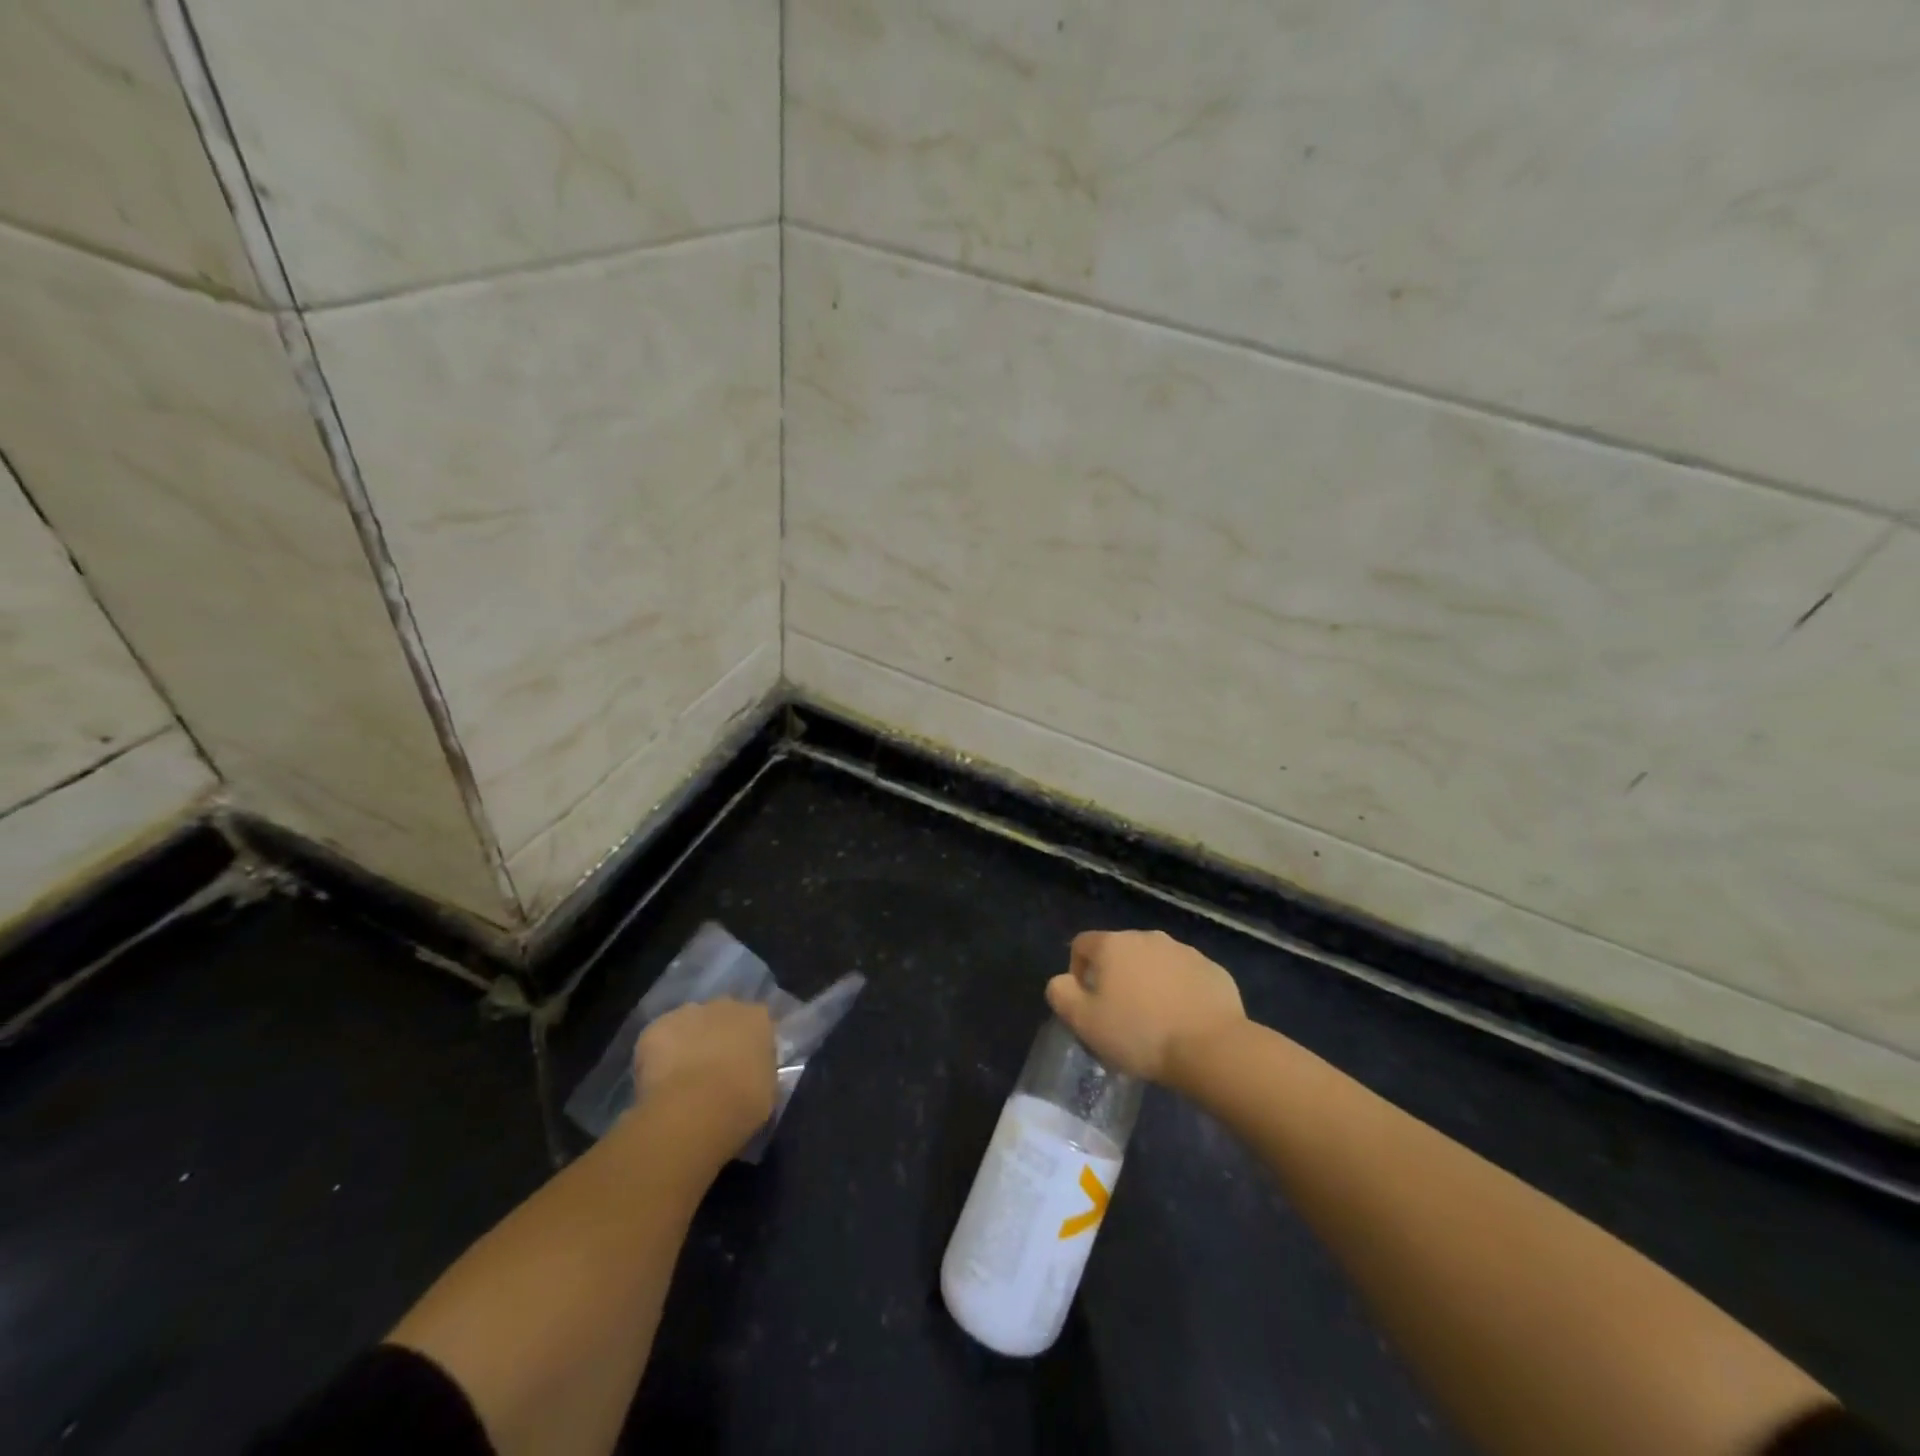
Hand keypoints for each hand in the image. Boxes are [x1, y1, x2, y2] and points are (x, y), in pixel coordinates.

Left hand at [634, 999, 776, 1152]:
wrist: (694, 1110)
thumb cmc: (742, 1102)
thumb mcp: (768, 1090)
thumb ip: (761, 1071)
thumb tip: (752, 1074)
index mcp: (758, 1018)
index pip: (758, 1025)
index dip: (749, 1046)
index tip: (745, 1068)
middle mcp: (725, 1005)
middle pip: (723, 1017)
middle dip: (718, 1037)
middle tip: (713, 1071)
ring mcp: (688, 1013)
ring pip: (689, 1024)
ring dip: (688, 1042)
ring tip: (682, 1078)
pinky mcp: (655, 1027)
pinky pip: (659, 1039)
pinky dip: (658, 1055)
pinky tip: (659, 1082)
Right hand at [1046, 930, 1246, 1086]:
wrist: (1211, 1047)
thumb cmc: (1139, 1033)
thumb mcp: (1084, 1021)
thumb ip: (1061, 994)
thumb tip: (1062, 981)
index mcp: (1113, 945)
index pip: (1082, 944)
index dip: (1077, 971)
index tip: (1087, 1004)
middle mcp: (1148, 937)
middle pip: (1120, 952)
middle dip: (1116, 978)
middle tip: (1120, 1016)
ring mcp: (1184, 951)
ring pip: (1155, 963)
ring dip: (1149, 983)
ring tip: (1155, 1021)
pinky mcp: (1212, 969)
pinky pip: (1185, 976)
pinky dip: (1179, 992)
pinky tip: (1184, 1022)